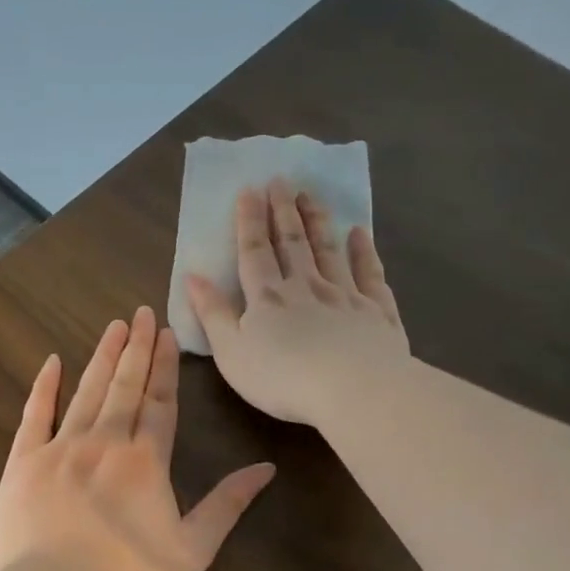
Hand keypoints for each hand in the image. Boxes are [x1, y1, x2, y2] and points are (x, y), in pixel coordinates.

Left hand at [0, 307, 275, 570]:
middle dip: (136, 347)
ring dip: (103, 357)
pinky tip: (53, 362)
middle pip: (125, 386)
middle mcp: (104, 442)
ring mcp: (60, 448)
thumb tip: (265, 468)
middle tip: (142, 313)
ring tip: (114, 326)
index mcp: (146, 460)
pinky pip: (35, 415)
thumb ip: (227, 505)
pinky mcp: (24, 462)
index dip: (165, 366)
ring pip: (87, 391)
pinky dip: (45, 387)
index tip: (167, 333)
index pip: (160, 402)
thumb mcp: (192, 550)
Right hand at [186, 178, 410, 427]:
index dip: (249, 221)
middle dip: (283, 211)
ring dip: (317, 222)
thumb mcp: (231, 352)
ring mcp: (345, 295)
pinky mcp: (377, 311)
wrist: (354, 390)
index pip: (254, 251)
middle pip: (292, 243)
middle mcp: (306, 286)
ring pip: (328, 250)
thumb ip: (212, 313)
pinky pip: (369, 273)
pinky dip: (363, 251)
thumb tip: (192, 276)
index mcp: (267, 298)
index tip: (250, 190)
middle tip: (281, 180)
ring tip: (311, 195)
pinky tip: (359, 233)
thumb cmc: (282, 378)